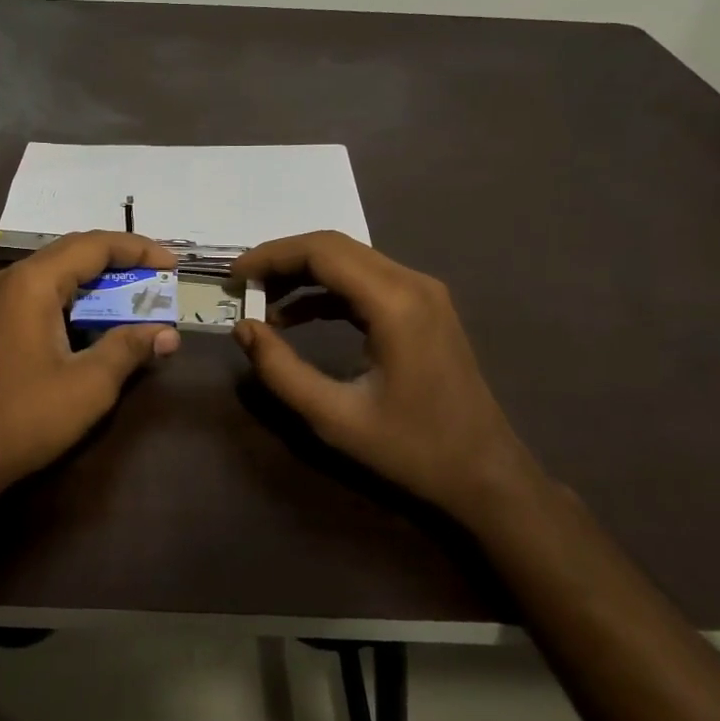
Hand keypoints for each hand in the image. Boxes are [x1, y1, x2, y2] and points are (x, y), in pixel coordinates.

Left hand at [0, 231, 180, 502]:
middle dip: (121, 263)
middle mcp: (13, 280)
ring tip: (137, 298)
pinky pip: (43, 295)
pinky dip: (78, 300)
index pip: (94, 246)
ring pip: (59, 274)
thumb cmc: (27, 416)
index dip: (138, 250)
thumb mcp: (90, 384)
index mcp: (33, 283)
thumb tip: (168, 333)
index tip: (172, 265)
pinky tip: (98, 321)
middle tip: (159, 280)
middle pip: (74, 253)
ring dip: (99, 283)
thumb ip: (130, 348)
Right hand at [231, 231, 534, 517]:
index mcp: (395, 303)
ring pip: (350, 260)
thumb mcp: (334, 418)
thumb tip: (243, 328)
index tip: (234, 277)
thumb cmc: (412, 449)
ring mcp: (422, 292)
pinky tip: (296, 316)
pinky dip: (326, 291)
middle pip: (335, 247)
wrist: (486, 473)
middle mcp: (412, 283)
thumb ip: (281, 371)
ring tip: (261, 301)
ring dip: (302, 274)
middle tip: (242, 287)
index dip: (271, 257)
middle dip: (282, 261)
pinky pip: (365, 281)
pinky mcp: (423, 307)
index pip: (322, 252)